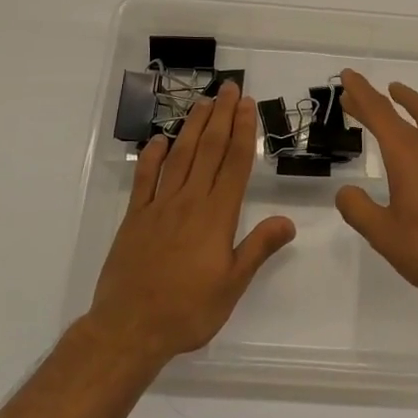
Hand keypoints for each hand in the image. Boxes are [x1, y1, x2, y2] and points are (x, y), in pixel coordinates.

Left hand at [89, 82, 294, 368]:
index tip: (248, 104)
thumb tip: (288, 221)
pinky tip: (159, 140)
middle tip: (229, 88)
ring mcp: (159, 206)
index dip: (243, 131)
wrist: (129, 329)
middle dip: (222, 116)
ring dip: (193, 127)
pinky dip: (152, 156)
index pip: (234, 163)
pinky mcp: (135, 217)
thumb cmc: (188, 310)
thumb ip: (259, 248)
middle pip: (209, 150)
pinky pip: (145, 179)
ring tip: (204, 102)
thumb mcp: (232, 285)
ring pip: (180, 156)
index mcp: (217, 215)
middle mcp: (189, 201)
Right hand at [333, 70, 417, 305]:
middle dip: (378, 99)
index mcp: (408, 156)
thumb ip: (360, 210)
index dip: (362, 93)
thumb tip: (346, 191)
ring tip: (395, 99)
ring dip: (408, 105)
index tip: (348, 75)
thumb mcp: (385, 235)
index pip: (380, 114)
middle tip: (355, 93)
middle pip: (403, 112)